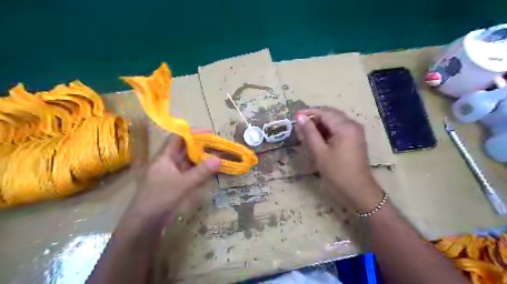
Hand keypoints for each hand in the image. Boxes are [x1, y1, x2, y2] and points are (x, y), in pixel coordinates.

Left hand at [127, 129, 219, 221]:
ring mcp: (173, 174)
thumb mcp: (182, 184)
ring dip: (203, 159)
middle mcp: (169, 163)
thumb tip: (218, 159)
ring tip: (218, 157)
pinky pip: (191, 173)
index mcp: (165, 157)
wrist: (145, 223)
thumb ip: (201, 172)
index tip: (209, 133)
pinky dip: (201, 171)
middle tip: (218, 146)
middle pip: (186, 149)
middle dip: (201, 146)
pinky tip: (211, 172)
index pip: (177, 138)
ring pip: (190, 162)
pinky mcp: (177, 184)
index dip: (192, 133)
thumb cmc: (160, 198)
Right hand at [296, 107, 382, 210]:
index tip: (294, 117)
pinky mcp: (353, 139)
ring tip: (304, 133)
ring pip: (333, 122)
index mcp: (345, 126)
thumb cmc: (337, 172)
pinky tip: (316, 138)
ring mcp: (354, 132)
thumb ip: (309, 133)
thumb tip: (300, 118)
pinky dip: (326, 131)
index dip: (308, 113)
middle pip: (330, 114)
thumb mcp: (319, 152)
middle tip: (298, 127)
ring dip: (319, 125)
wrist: (358, 191)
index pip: (324, 112)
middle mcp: (352, 125)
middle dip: (313, 118)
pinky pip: (338, 129)